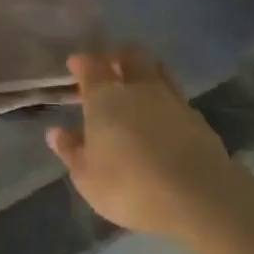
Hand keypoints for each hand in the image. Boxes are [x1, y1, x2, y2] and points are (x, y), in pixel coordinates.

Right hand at [46, 48, 238, 240]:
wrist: (198, 197)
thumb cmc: (129, 186)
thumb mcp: (87, 177)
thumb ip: (71, 151)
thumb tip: (56, 132)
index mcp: (104, 97)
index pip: (90, 66)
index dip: (81, 62)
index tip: (75, 64)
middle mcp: (138, 88)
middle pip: (129, 56)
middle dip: (117, 56)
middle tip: (108, 67)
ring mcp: (171, 99)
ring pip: (157, 69)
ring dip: (145, 71)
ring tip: (138, 83)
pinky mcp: (197, 117)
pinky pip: (176, 95)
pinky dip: (166, 96)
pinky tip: (164, 112)